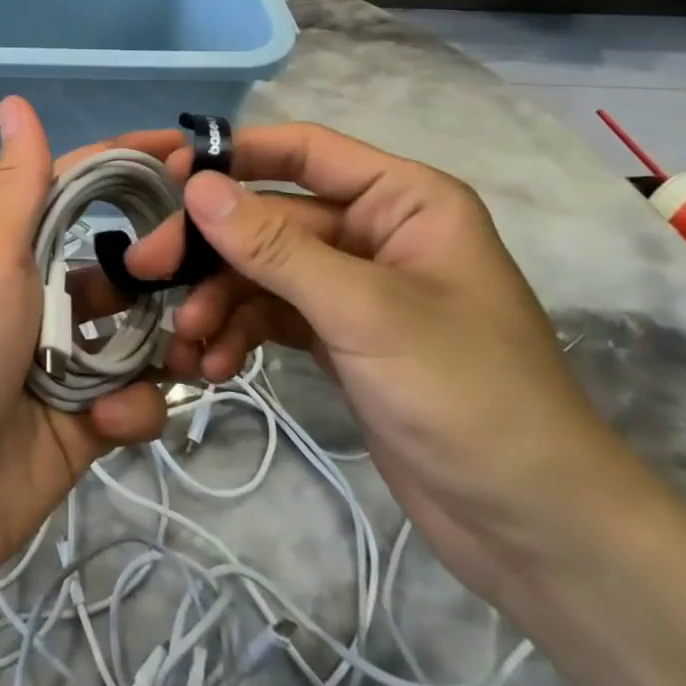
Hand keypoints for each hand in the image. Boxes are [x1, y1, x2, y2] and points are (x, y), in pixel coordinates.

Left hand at [0, 96, 169, 619]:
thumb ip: (18, 185)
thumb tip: (13, 99)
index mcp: (17, 252)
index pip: (84, 189)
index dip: (132, 165)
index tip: (193, 153)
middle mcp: (43, 299)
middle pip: (125, 266)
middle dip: (168, 267)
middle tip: (215, 267)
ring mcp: (64, 365)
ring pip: (140, 335)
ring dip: (167, 342)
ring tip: (193, 350)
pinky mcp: (82, 427)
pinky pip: (133, 402)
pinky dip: (134, 408)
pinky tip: (113, 422)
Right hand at [114, 121, 640, 601]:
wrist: (538, 534)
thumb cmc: (468, 396)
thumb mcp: (364, 312)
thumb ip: (274, 247)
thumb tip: (196, 186)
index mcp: (403, 200)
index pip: (304, 151)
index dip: (235, 156)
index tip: (169, 177)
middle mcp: (375, 231)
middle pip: (271, 218)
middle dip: (212, 249)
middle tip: (148, 270)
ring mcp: (354, 287)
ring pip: (264, 270)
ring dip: (220, 300)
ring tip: (187, 340)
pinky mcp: (340, 336)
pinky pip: (273, 314)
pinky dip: (240, 332)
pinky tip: (215, 363)